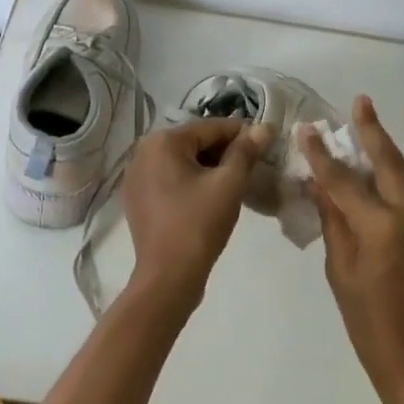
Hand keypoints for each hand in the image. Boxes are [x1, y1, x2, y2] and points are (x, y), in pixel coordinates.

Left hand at [122, 118, 272, 306]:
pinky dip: (191, 182)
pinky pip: (170, 179)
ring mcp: (136, 176)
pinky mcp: (138, 198)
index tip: (266, 143)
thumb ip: (245, 151)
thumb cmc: (199, 224)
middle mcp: (142, 152)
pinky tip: (211, 197)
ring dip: (209, 167)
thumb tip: (264, 127)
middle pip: (194, 142)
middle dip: (224, 152)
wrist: (168, 276)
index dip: (242, 133)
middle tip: (254, 166)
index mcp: (162, 141)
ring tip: (236, 182)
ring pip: (182, 162)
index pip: (210, 127)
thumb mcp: (228, 184)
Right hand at [301, 95, 403, 403]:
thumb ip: (333, 221)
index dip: (322, 153)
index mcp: (376, 228)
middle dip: (371, 130)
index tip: (308, 129)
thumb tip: (318, 181)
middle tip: (361, 102)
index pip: (341, 180)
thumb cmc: (368, 321)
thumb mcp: (339, 270)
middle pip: (388, 163)